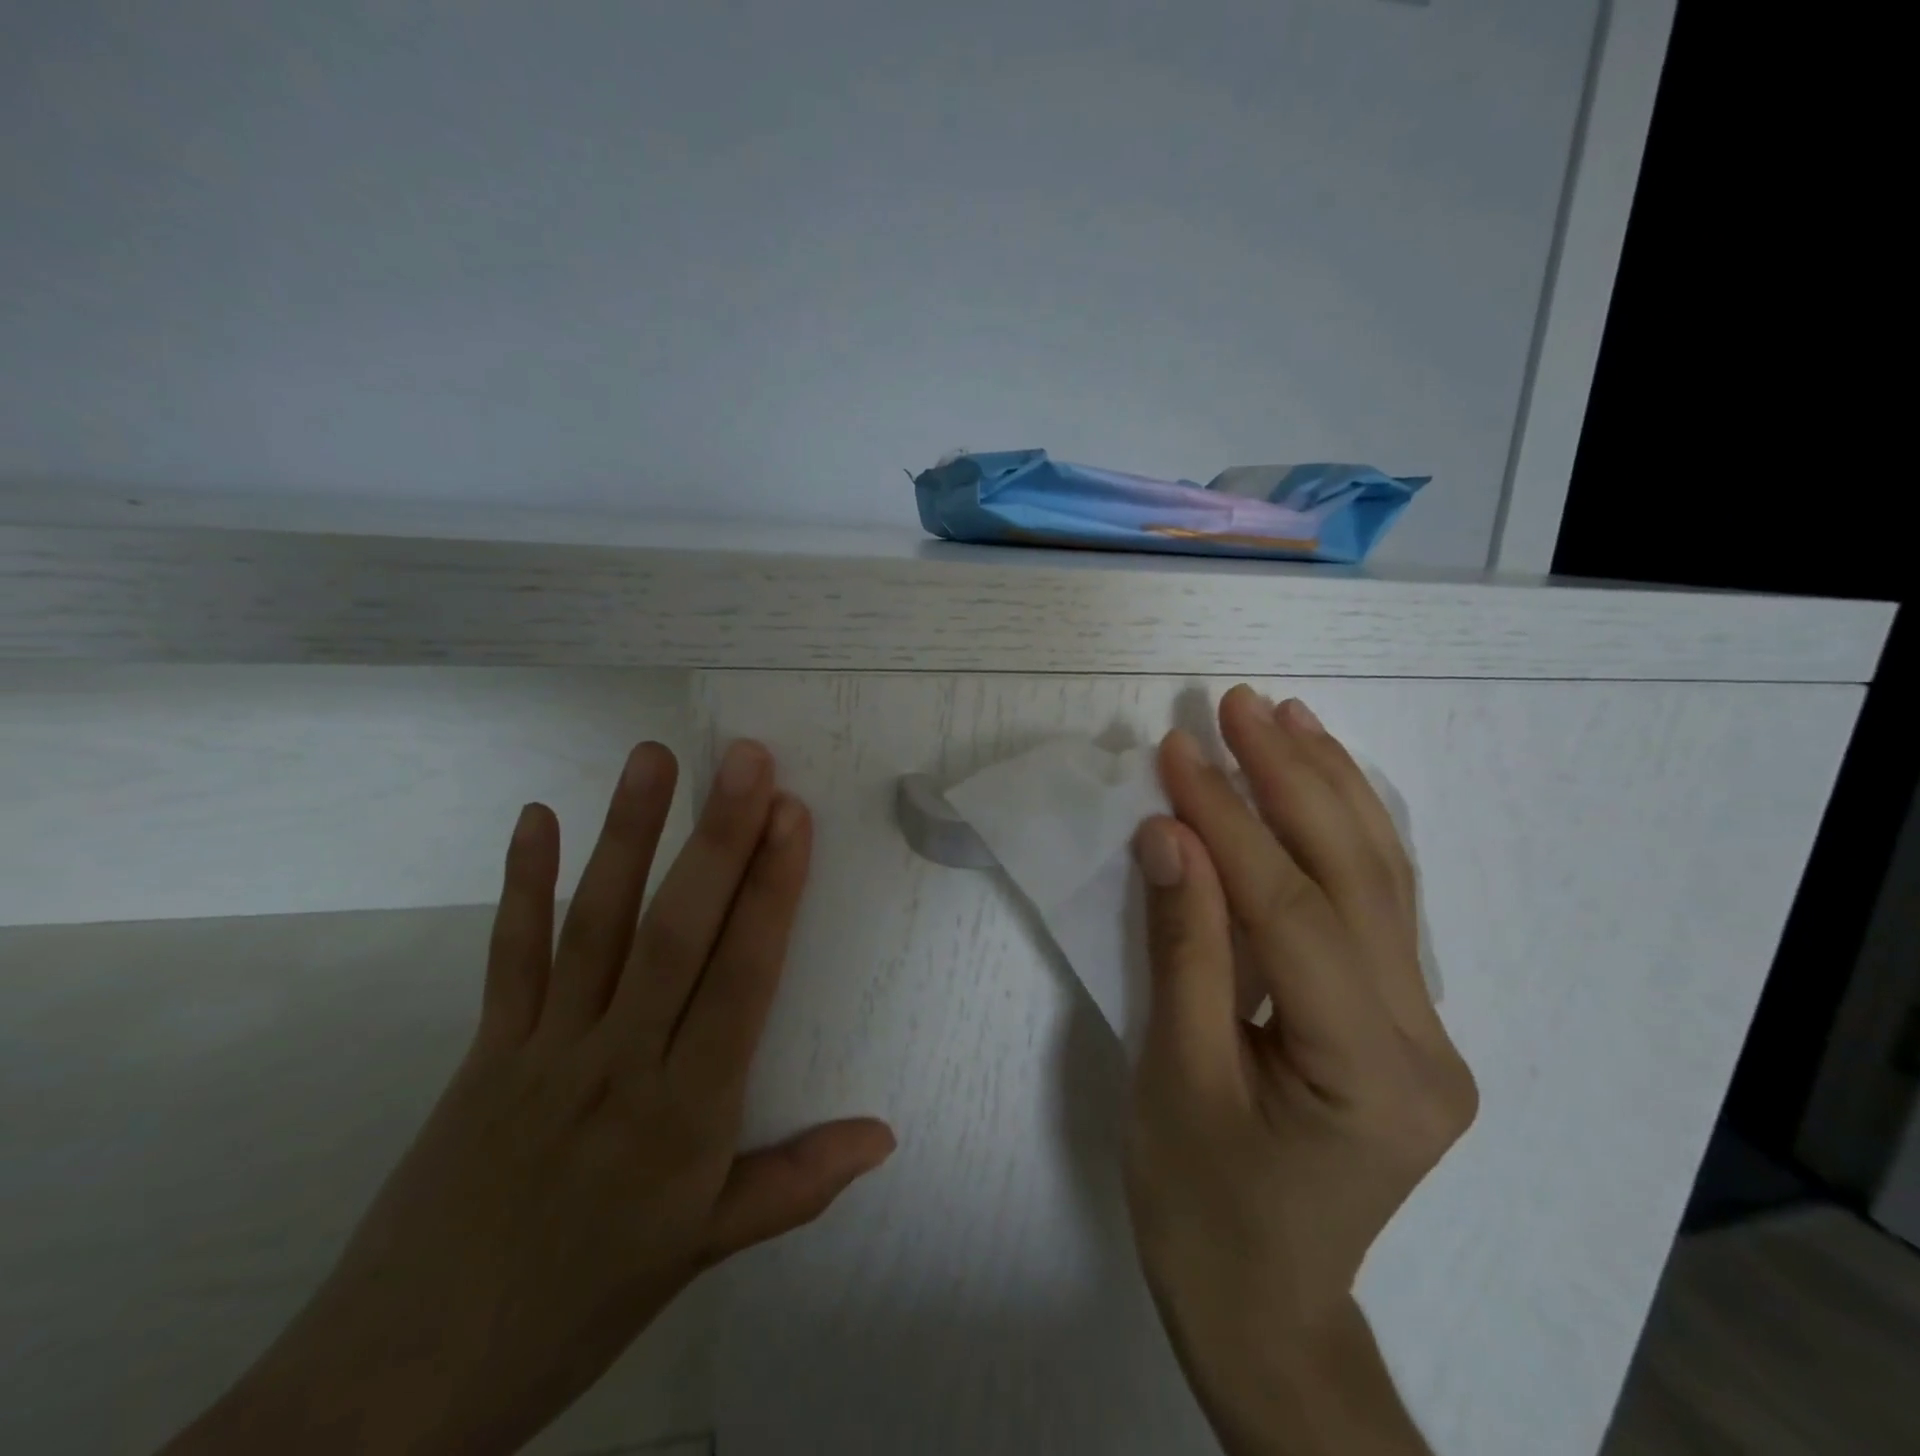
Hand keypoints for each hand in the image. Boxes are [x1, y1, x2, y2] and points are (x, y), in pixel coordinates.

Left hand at [165, 741, 894, 1455]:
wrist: (401, 1383)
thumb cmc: (580, 1302)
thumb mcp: (703, 1252)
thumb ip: (796, 1183)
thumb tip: (885, 1134)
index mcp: (683, 1115)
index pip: (741, 980)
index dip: (771, 892)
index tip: (793, 815)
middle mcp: (617, 1063)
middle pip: (675, 934)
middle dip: (718, 839)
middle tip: (748, 759)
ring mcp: (544, 1048)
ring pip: (596, 924)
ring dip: (628, 834)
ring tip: (655, 757)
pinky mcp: (486, 1048)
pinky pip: (509, 955)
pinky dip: (522, 883)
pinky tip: (535, 817)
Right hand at [1125, 687, 1476, 1455]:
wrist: (1262, 1304)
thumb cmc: (1200, 1205)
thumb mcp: (1173, 1078)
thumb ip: (1182, 948)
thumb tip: (1169, 835)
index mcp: (1368, 1075)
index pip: (1292, 912)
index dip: (1230, 822)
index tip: (1178, 751)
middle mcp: (1425, 1043)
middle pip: (1357, 878)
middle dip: (1294, 777)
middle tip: (1239, 703)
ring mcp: (1428, 1030)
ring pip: (1382, 881)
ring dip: (1330, 788)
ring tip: (1288, 718)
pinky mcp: (1405, 1021)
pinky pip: (1376, 908)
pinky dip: (1342, 834)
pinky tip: (1321, 784)